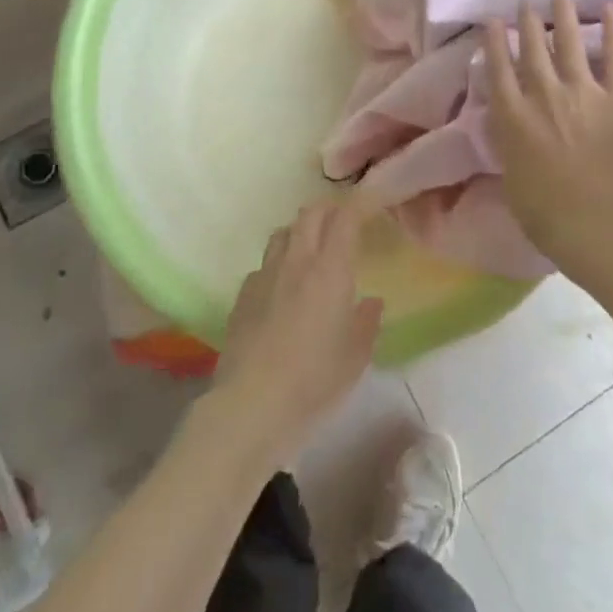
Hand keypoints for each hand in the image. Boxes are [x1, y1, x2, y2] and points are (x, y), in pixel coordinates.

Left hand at [212, 198, 383, 467]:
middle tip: (341, 224)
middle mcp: (297, 262)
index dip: (359, 205)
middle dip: (328, 211)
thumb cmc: (313, 381)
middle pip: (309, 215)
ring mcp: (264, 276)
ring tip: (310, 250)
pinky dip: (277, 266)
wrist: (250, 406)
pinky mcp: (241, 297)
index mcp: (330, 270)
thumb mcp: (355, 358)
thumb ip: (367, 323)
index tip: (371, 205)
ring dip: (299, 233)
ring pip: (282, 234)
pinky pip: (263, 266)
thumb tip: (371, 302)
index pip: (345, 218)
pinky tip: (281, 290)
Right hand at [483, 0, 612, 278]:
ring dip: (563, 17)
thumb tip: (509, 125)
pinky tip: (609, 9)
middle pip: (532, 49)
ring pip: (568, 43)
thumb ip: (510, 143)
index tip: (493, 20)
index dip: (494, 42)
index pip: (499, 69)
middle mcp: (543, 94)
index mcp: (513, 116)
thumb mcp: (511, 176)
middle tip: (525, 2)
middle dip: (527, 23)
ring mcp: (583, 91)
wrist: (596, 220)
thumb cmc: (545, 213)